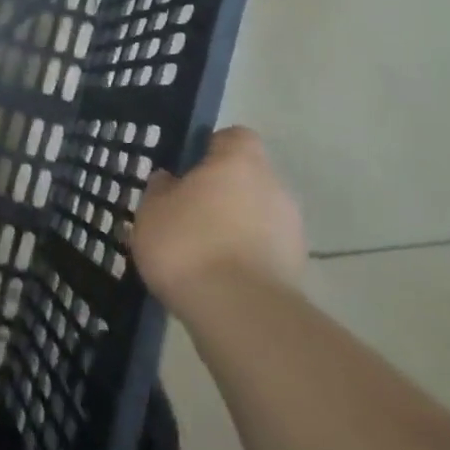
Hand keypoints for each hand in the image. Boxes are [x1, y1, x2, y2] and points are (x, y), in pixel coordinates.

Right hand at [132, 127, 306, 317]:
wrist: (238, 312)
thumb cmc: (187, 243)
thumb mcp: (152, 210)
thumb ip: (161, 189)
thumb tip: (170, 180)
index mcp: (239, 162)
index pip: (235, 137)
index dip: (212, 147)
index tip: (188, 167)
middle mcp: (274, 187)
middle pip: (248, 177)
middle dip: (222, 191)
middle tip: (188, 211)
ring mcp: (291, 229)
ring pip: (257, 214)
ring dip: (235, 225)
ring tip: (201, 250)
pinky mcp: (297, 268)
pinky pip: (264, 248)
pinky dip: (245, 255)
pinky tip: (218, 275)